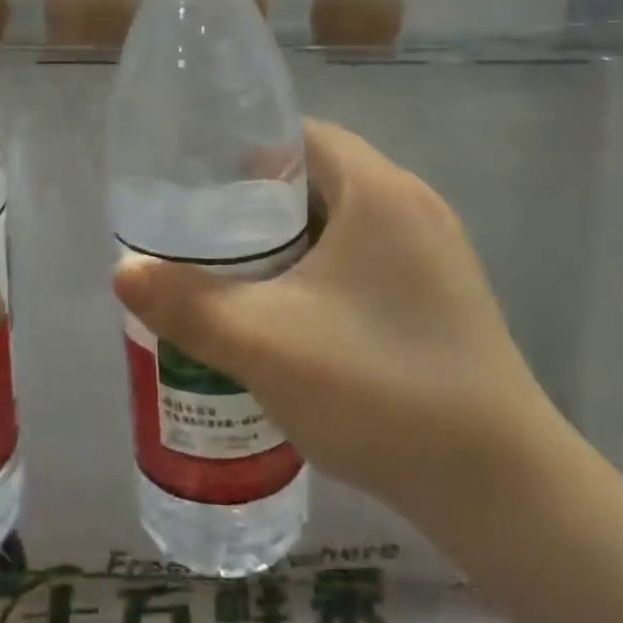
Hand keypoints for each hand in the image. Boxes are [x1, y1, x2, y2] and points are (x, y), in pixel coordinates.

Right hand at [114, 119, 565, 545]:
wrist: (501, 487)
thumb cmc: (378, 387)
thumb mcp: (265, 342)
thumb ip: (187, 303)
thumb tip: (121, 269)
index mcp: (379, 190)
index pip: (302, 134)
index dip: (246, 149)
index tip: (199, 182)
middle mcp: (414, 206)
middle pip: (321, 177)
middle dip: (259, 201)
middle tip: (206, 234)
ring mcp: (436, 253)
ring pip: (345, 222)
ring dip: (292, 240)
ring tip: (237, 274)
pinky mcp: (444, 296)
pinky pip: (369, 259)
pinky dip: (325, 270)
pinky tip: (294, 317)